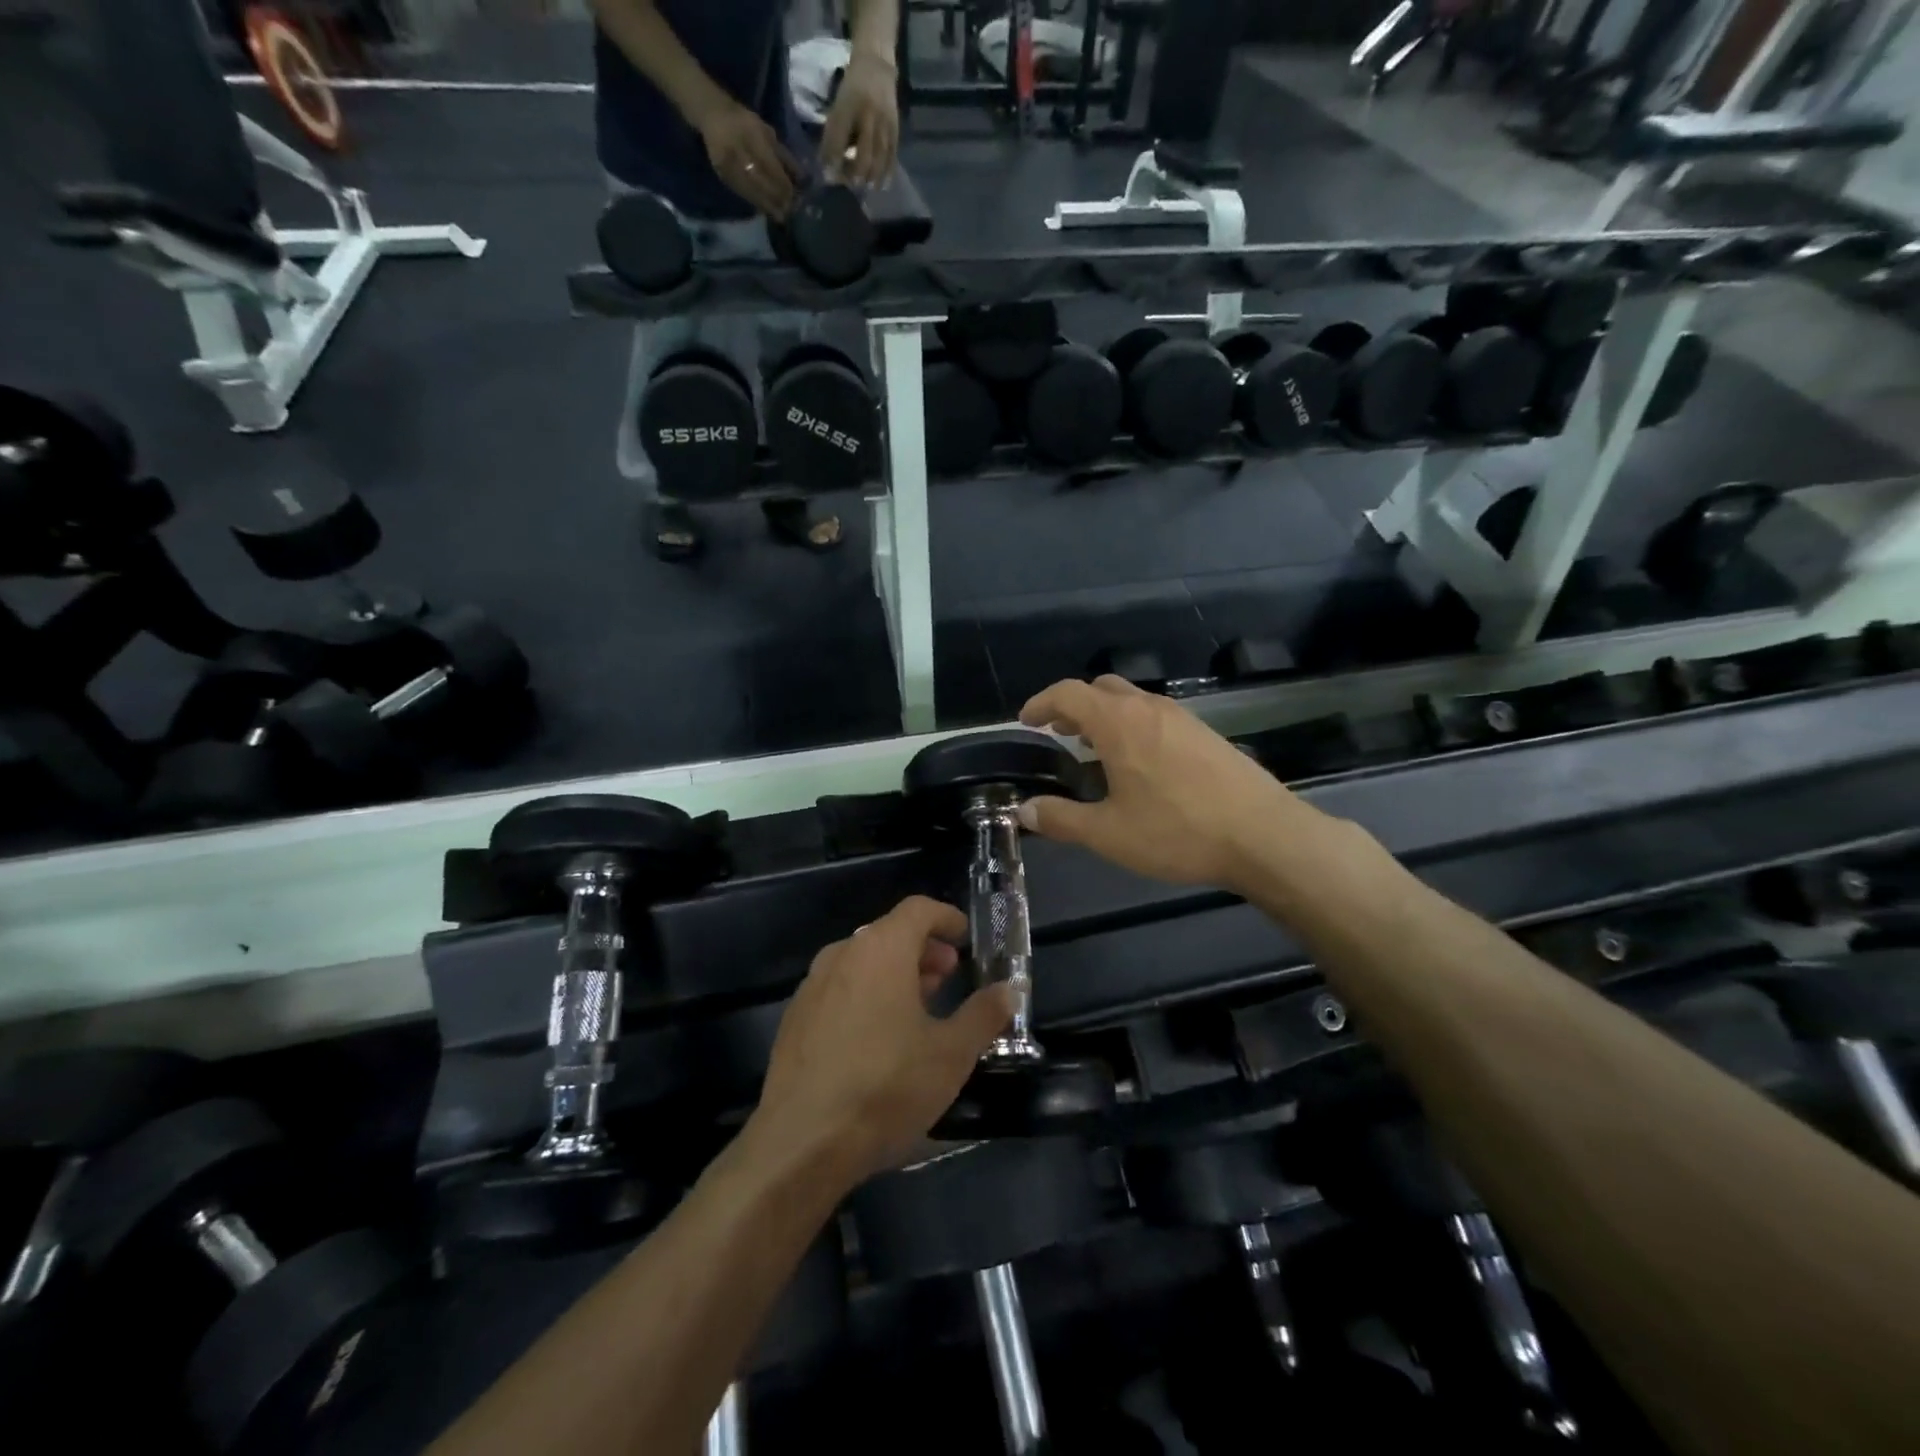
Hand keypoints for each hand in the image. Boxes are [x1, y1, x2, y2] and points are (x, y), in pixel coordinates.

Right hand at [699, 102, 801, 218]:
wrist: (713, 116)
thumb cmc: (745, 123)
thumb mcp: (767, 132)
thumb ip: (783, 155)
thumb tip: (801, 180)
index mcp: (750, 132)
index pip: (769, 163)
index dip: (781, 182)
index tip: (794, 196)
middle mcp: (736, 147)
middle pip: (759, 179)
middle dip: (776, 197)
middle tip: (789, 211)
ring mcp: (726, 161)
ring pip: (750, 189)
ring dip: (767, 205)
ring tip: (781, 216)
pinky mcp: (721, 173)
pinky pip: (741, 192)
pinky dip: (755, 202)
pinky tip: (766, 210)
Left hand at [753, 896, 1011, 1180]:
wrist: (801, 1141)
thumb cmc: (886, 1087)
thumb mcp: (951, 1054)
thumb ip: (983, 1015)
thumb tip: (1008, 989)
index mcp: (880, 949)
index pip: (918, 909)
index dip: (946, 918)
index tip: (966, 938)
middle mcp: (842, 954)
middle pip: (889, 933)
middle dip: (923, 950)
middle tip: (948, 976)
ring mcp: (812, 986)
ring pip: (862, 962)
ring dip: (895, 973)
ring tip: (919, 1007)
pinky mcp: (795, 1018)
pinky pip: (839, 989)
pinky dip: (866, 995)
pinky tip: (878, 1037)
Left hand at [819, 50, 898, 187]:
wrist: (877, 65)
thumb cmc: (852, 89)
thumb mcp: (838, 105)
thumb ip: (834, 134)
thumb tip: (828, 166)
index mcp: (848, 107)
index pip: (839, 140)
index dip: (834, 161)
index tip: (829, 177)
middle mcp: (867, 116)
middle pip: (863, 155)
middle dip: (856, 175)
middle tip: (851, 185)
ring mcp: (883, 123)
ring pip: (879, 158)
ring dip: (872, 177)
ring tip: (867, 188)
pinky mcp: (895, 128)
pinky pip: (892, 155)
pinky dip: (887, 173)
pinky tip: (882, 185)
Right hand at [1018, 676, 1315, 891]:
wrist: (1263, 836)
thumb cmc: (1177, 831)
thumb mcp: (1108, 834)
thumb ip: (1062, 819)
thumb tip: (1024, 810)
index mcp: (1119, 723)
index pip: (1068, 693)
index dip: (1040, 702)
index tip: (1026, 721)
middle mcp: (1149, 708)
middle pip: (1100, 688)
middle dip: (1072, 705)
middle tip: (1057, 733)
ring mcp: (1182, 718)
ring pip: (1131, 700)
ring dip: (1104, 715)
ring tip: (1093, 749)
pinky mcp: (1205, 733)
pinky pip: (1155, 715)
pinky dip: (1131, 725)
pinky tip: (1137, 764)